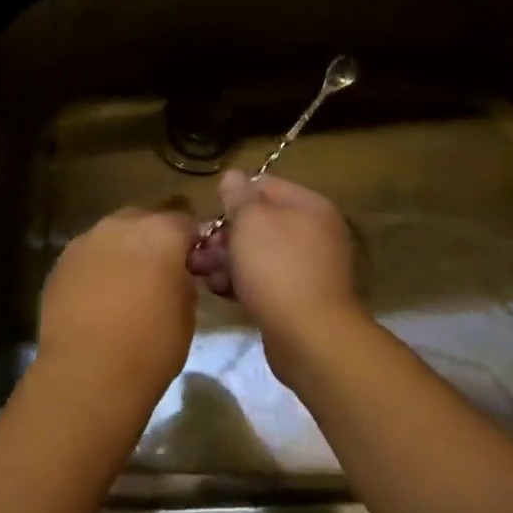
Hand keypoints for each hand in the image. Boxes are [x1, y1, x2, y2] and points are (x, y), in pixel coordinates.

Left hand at [36, 207, 198, 405]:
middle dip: (153, 239)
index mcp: (161, 232)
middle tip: (158, 273)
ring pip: (111, 235)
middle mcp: (121, 225)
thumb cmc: (151, 345)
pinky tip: (97, 298)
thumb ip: (183, 280)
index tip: (192, 265)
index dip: (191, 242)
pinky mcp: (60, 262)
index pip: (185, 222)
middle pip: (144, 219)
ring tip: (124, 286)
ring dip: (121, 251)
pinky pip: (87, 255)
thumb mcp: (186, 313)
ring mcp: (86, 240)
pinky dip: (95, 268)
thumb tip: (176, 274)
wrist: (88, 372)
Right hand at [187, 172, 366, 385]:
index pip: (264, 185)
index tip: (209, 215)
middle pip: (259, 222)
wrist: (310, 337)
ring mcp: (309, 267)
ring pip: (258, 253)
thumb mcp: (250, 221)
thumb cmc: (277, 267)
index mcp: (309, 206)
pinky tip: (219, 291)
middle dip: (224, 235)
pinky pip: (265, 280)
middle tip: (198, 250)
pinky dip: (242, 282)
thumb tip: (233, 175)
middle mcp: (314, 232)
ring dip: (227, 260)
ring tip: (200, 273)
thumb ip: (238, 195)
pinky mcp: (300, 298)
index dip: (233, 197)